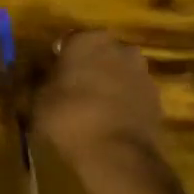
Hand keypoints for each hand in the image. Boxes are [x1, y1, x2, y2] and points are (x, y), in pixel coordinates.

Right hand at [28, 30, 163, 176]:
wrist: (117, 154)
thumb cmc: (68, 118)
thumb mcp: (37, 100)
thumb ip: (40, 81)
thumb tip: (41, 75)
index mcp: (87, 40)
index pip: (68, 41)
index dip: (58, 59)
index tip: (50, 77)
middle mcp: (119, 47)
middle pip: (98, 53)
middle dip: (86, 67)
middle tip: (70, 91)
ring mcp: (142, 72)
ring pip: (117, 72)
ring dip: (107, 84)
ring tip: (91, 109)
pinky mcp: (157, 97)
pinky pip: (131, 93)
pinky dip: (122, 102)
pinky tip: (109, 122)